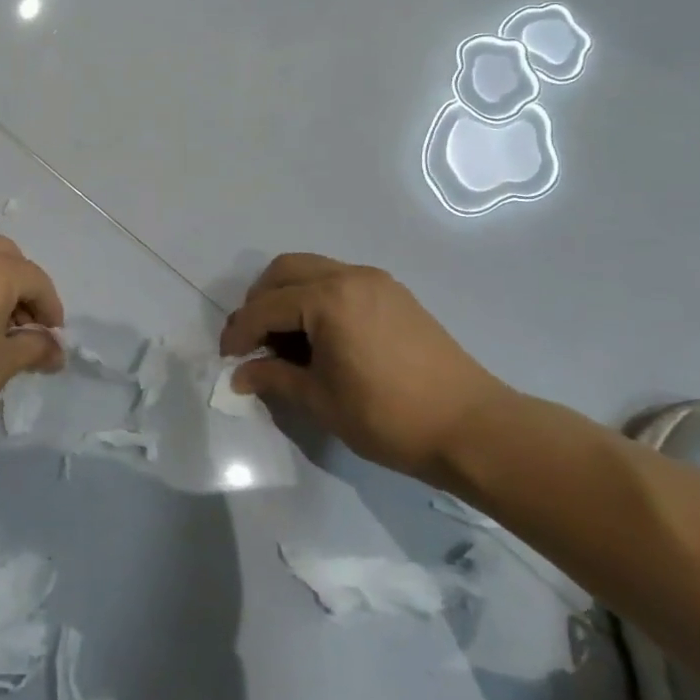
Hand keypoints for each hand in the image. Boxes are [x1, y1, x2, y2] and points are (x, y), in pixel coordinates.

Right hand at [218, 253, 512, 482]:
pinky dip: (317, 298)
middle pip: (285, 271)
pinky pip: (340, 281)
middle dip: (260, 301)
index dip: (240, 332)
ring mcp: (376, 282)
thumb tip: (240, 375)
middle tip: (253, 340)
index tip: (227, 358)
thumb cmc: (388, 416)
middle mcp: (350, 276)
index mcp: (328, 299)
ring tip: (284, 339)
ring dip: (288, 296)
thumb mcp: (320, 400)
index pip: (266, 307)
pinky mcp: (394, 295)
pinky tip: (320, 336)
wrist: (472, 428)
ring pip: (313, 270)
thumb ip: (274, 378)